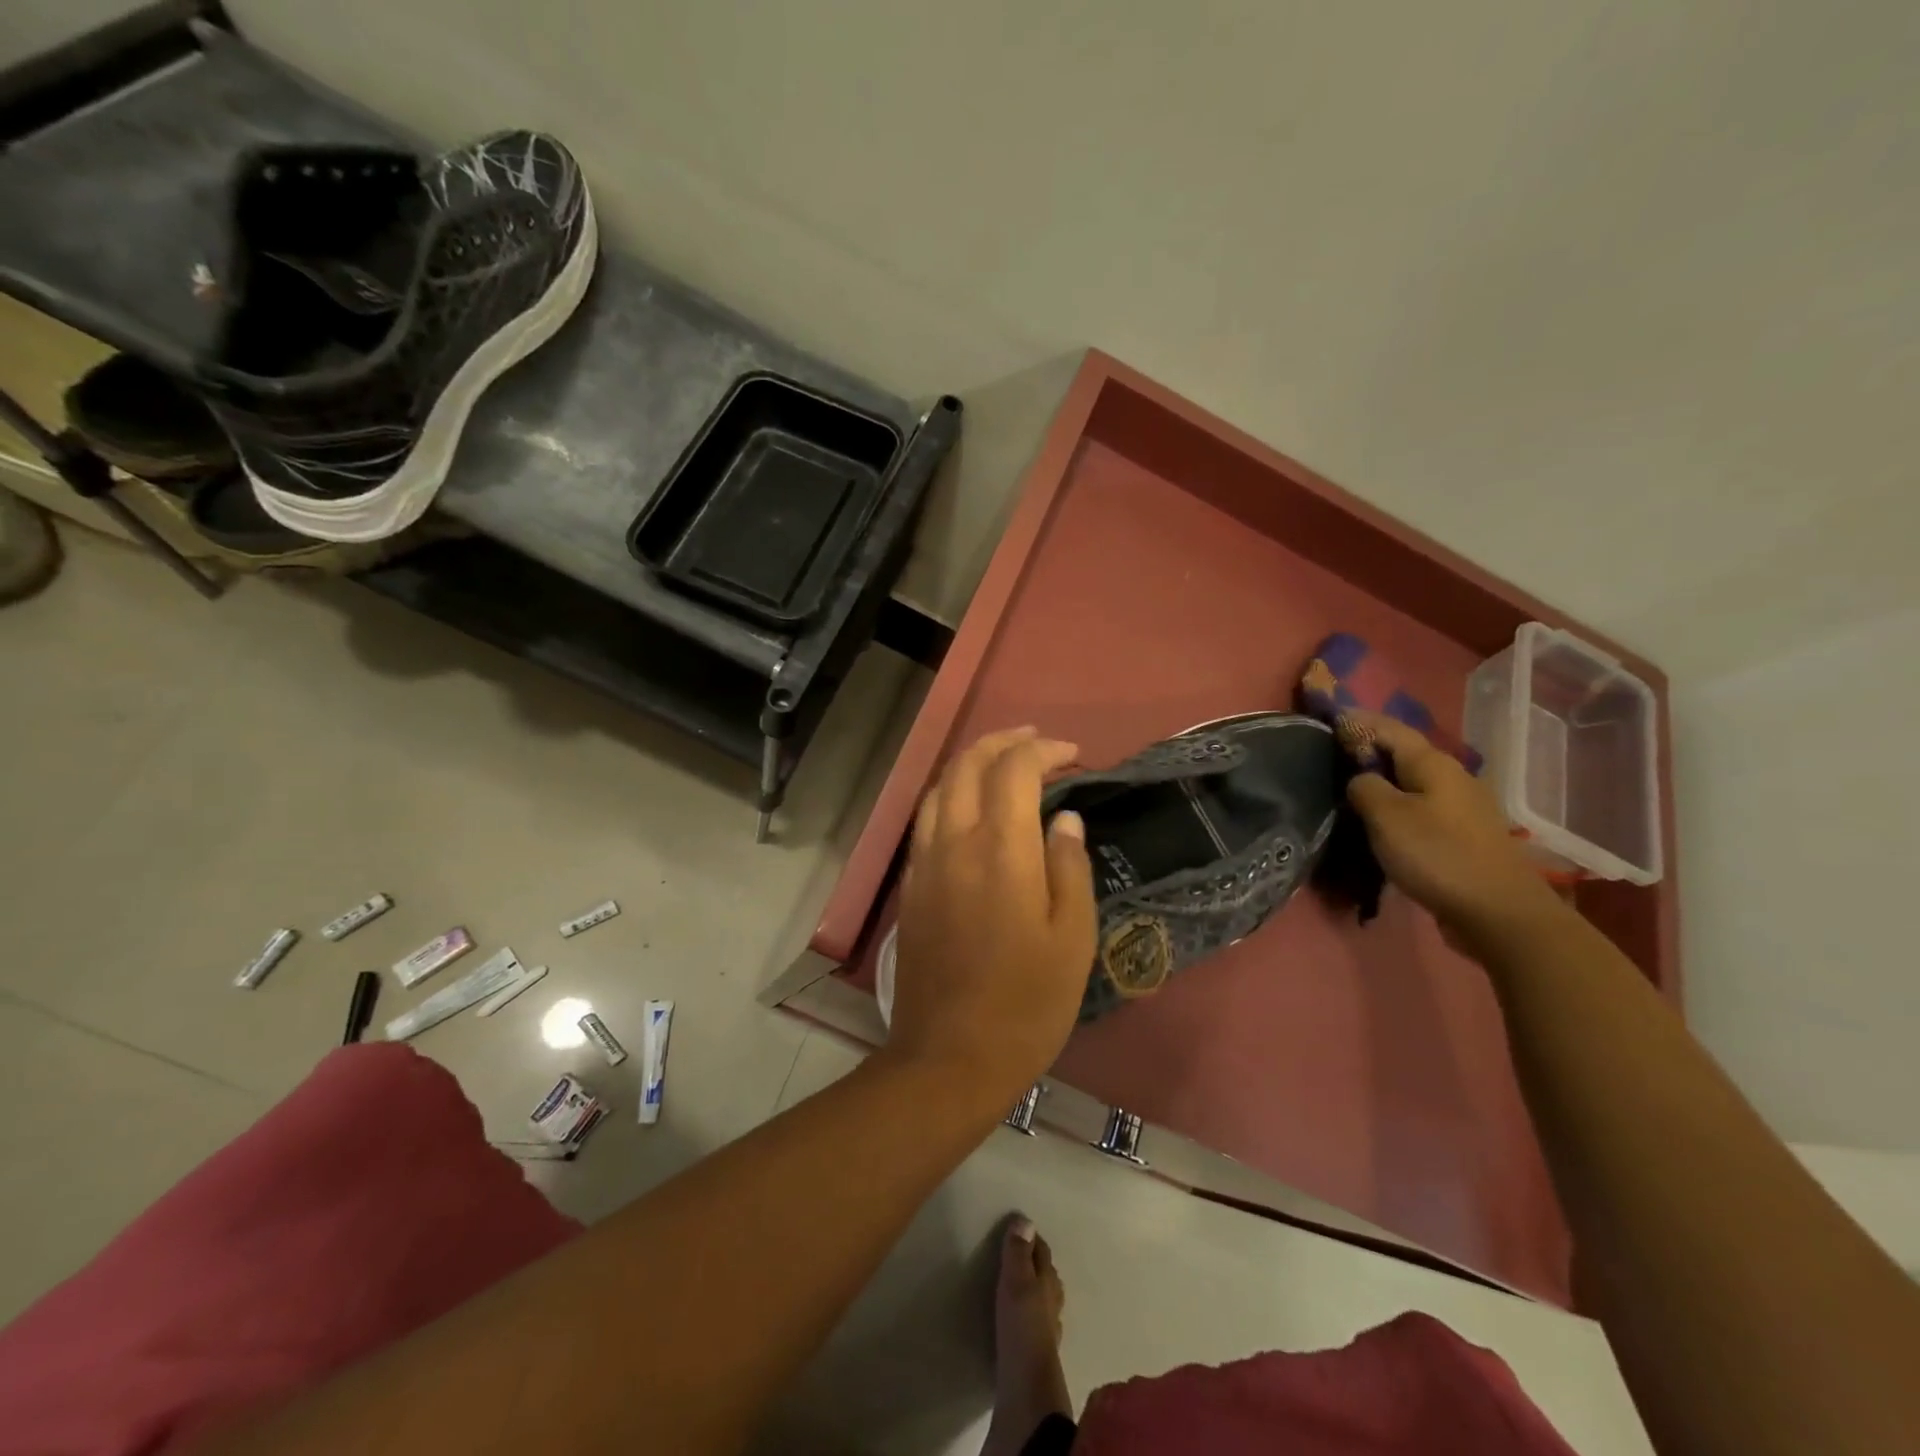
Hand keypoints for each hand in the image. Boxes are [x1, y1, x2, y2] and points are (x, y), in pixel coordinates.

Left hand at [887, 728, 1097, 1101]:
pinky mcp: (911, 885)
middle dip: (1003, 742)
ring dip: (971, 762)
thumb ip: (1069, 867)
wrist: (950, 1057)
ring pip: (939, 787)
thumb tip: (1064, 819)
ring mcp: (925, 862)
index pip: (1014, 770)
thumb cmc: (1027, 1003)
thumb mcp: (1072, 938)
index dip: (1044, 751)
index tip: (1073, 756)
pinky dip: (949, 793)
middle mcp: (954, 842)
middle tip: (1038, 742)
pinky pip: (926, 818)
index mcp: (999, 849)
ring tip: (1003, 761)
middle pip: (967, 765)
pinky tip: (969, 807)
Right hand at [1344, 712, 1566, 946]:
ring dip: (1382, 782)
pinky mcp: (1463, 836)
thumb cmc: (1437, 855)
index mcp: (1433, 764)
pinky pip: (1421, 808)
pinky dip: (1396, 807)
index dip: (1358, 722)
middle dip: (1369, 751)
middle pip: (1403, 754)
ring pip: (1412, 783)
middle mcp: (1452, 777)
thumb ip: (1364, 787)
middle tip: (1331, 757)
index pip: (1389, 728)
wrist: (1499, 913)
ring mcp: (1461, 808)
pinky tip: (1380, 822)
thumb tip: (1360, 779)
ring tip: (1350, 790)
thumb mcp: (1386, 816)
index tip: (1329, 720)